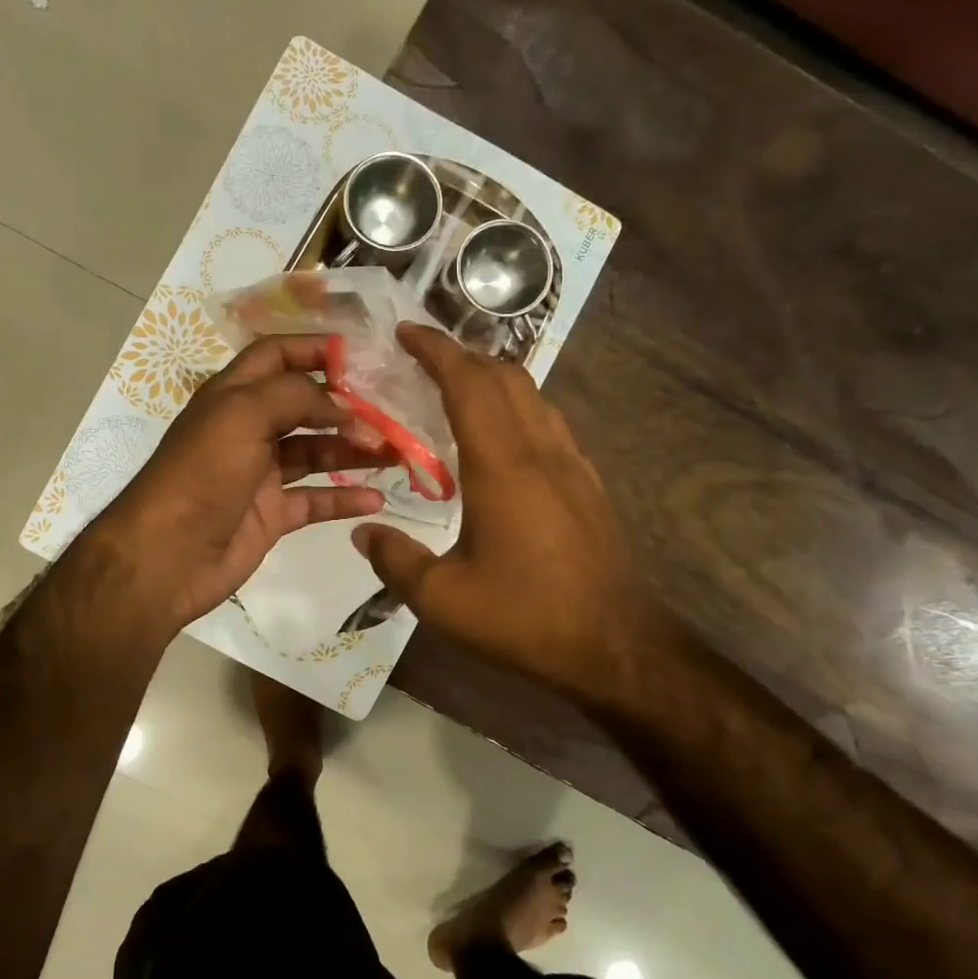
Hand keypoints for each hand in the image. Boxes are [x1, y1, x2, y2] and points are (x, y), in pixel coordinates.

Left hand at [86, 335, 392, 633]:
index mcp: (232, 396)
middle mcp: (247, 430)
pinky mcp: (271, 515)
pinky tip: (376, 498)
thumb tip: (340, 402)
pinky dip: (344, 498)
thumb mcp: (241, 415)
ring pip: (316, 452)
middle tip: (393, 409)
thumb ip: (293, 395)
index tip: (362, 354)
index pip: (275, 356)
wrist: (166, 556)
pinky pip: (315, 500)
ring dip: (353, 449)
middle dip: (347, 405)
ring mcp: (260, 475)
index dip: (313, 349)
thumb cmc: (201, 474)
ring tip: (396, 451)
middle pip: (304, 406)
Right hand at [350, 324, 680, 700]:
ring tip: (455, 389)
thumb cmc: (525, 618)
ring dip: (492, 378)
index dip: (436, 350)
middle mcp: (540, 450)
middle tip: (422, 357)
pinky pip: (547, 423)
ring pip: (532, 395)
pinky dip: (515, 408)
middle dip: (462, 354)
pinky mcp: (587, 484)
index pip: (468, 384)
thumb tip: (361, 532)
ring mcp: (571, 465)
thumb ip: (395, 560)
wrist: (616, 646)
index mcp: (502, 466)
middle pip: (505, 376)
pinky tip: (498, 438)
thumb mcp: (443, 599)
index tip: (406, 332)